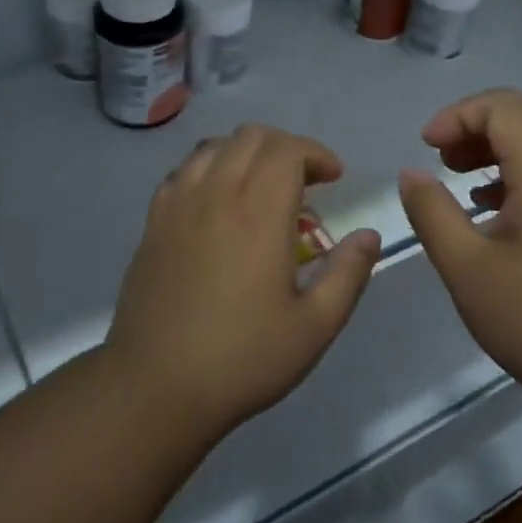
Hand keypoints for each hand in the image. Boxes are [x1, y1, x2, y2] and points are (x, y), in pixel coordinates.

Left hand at [106, 124, 382, 436]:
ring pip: (214, 146)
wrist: (155, 386)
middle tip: (305, 181)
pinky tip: (218, 204)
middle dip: (286, 147)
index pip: (288, 149)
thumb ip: (347, 274)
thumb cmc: (242, 358)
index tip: (334, 178)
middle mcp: (215, 193)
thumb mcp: (314, 326)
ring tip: (262, 187)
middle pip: (251, 137)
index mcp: (258, 212)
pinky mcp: (153, 222)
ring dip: (246, 153)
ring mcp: (177, 204)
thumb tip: (368, 236)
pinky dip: (210, 169)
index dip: (316, 153)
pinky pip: (183, 171)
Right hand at [397, 89, 521, 402]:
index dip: (457, 115)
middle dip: (477, 122)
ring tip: (459, 176)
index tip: (426, 147)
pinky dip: (519, 169)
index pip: (503, 107)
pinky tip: (493, 210)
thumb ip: (432, 213)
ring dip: (498, 144)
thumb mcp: (467, 269)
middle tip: (442, 155)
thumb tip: (411, 174)